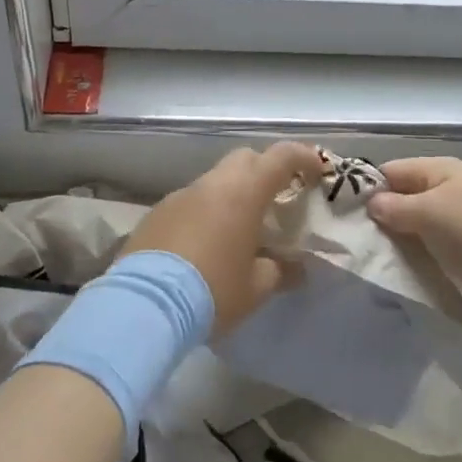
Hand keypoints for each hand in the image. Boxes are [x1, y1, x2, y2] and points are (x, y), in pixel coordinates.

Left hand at [118, 142, 322, 333]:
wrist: (145, 303)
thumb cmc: (212, 290)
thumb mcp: (256, 288)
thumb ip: (280, 271)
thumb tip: (296, 268)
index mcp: (243, 193)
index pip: (280, 157)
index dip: (303, 157)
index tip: (317, 170)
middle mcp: (211, 185)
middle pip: (245, 159)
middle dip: (265, 171)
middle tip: (278, 199)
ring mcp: (180, 196)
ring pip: (214, 181)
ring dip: (232, 195)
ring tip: (240, 230)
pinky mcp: (156, 213)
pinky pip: (190, 202)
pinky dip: (205, 212)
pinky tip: (205, 245)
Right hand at [366, 156, 461, 302]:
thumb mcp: (428, 214)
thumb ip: (395, 208)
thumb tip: (371, 203)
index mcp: (436, 168)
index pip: (388, 171)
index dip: (366, 191)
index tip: (347, 219)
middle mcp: (451, 182)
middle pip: (406, 195)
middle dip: (386, 217)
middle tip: (364, 245)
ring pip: (425, 219)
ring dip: (409, 237)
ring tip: (388, 260)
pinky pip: (445, 239)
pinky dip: (432, 250)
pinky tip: (421, 268)